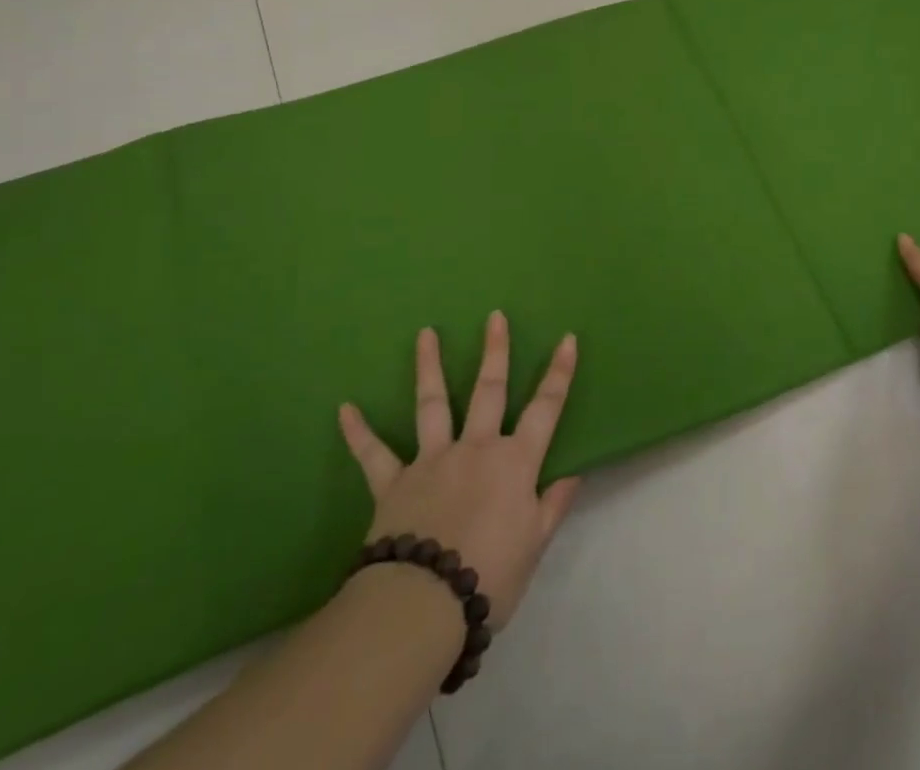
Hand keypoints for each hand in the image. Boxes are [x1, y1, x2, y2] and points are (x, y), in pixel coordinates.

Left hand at [338, 311, 580, 629]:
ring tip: (425, 333)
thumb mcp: (533, 545)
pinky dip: (359, 432)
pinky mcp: (394, 482)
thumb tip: (574, 475)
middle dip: (495, 351)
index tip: (567, 339)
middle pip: (489, 391)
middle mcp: (475, 448)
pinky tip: (345, 409)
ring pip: (432, 403)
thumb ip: (552, 506)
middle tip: (494, 316)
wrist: (422, 604)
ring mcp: (432, 460)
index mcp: (514, 463)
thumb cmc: (489, 576)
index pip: (546, 409)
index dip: (559, 373)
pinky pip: (374, 454)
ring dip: (428, 367)